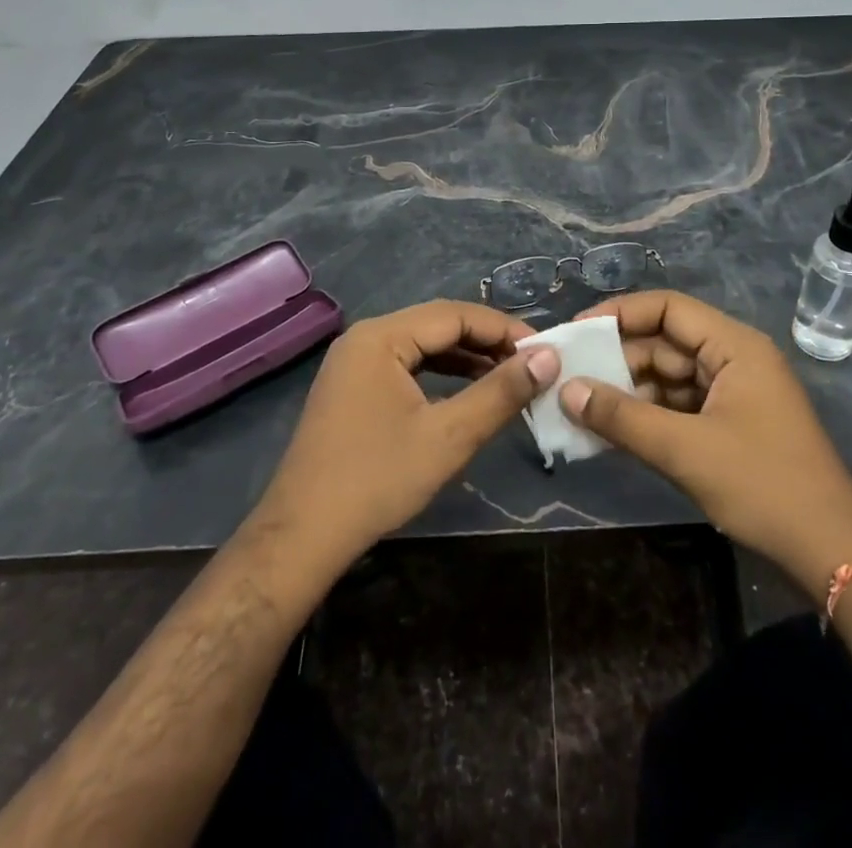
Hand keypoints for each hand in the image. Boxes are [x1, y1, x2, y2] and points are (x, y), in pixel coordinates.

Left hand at [247, 300, 560, 579]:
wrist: (302, 537)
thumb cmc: (377, 481)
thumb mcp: (449, 436)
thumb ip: (500, 392)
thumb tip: (548, 357)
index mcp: (381, 336)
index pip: (455, 314)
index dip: (504, 330)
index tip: (544, 351)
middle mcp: (365, 338)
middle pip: (438, 325)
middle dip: (487, 342)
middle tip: (531, 366)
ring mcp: (355, 362)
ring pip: (423, 345)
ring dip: (467, 358)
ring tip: (509, 378)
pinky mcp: (353, 387)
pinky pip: (407, 366)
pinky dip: (441, 375)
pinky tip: (468, 392)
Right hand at [561, 290, 851, 602]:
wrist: (832, 552)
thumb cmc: (763, 486)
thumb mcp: (685, 450)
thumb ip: (622, 418)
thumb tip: (566, 391)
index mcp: (735, 346)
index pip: (668, 308)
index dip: (619, 313)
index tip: (576, 332)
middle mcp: (735, 359)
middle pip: (665, 343)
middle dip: (618, 358)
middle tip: (568, 375)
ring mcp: (734, 393)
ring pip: (669, 377)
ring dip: (629, 391)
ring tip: (580, 405)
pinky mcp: (731, 425)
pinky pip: (680, 406)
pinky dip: (648, 415)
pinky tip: (612, 431)